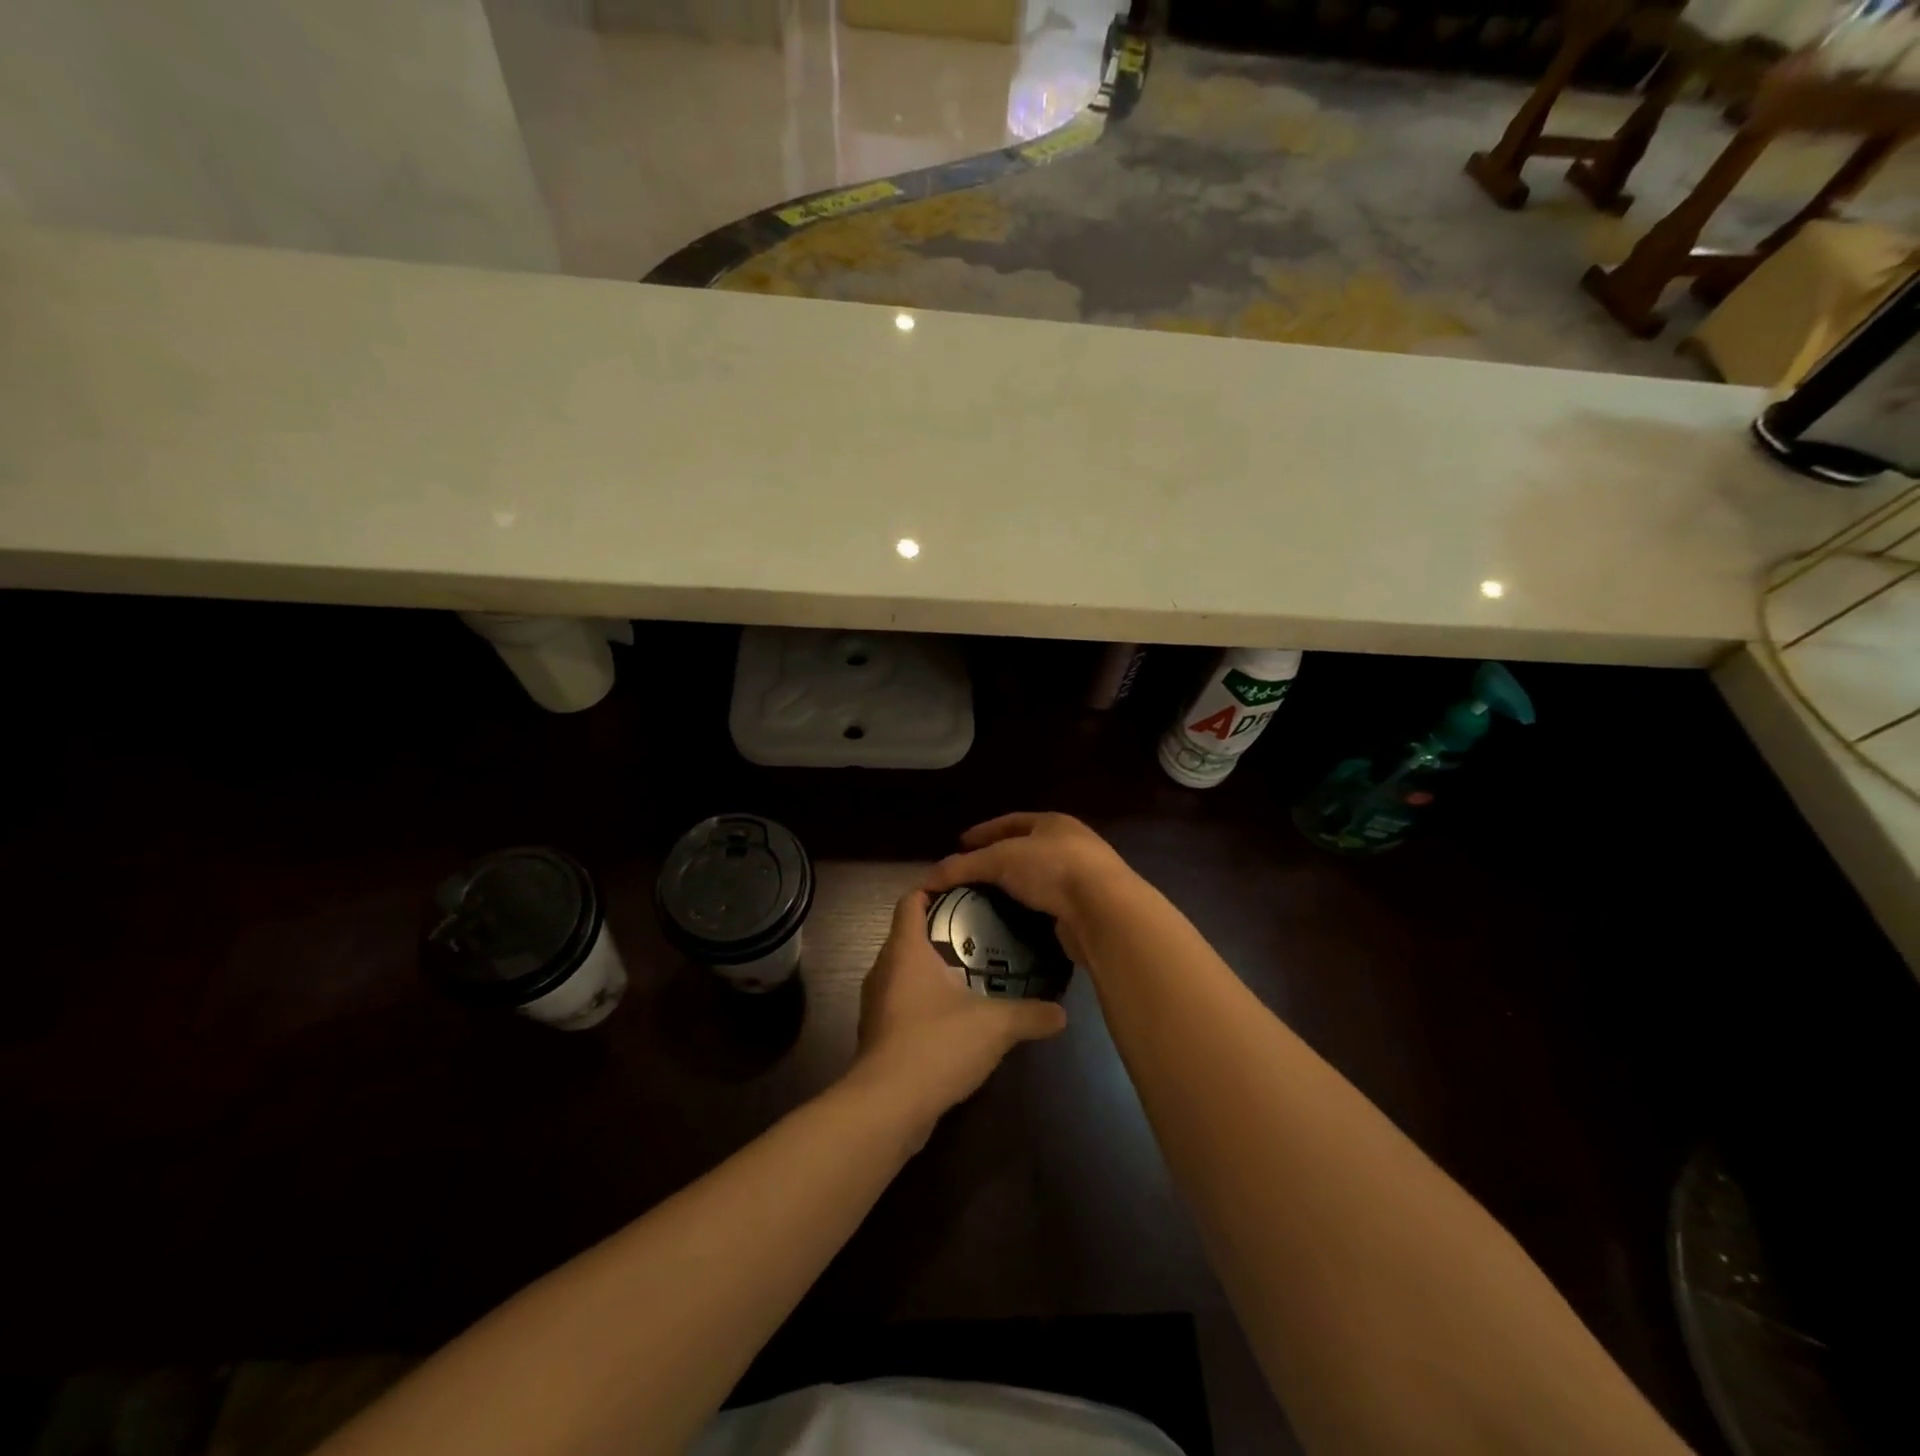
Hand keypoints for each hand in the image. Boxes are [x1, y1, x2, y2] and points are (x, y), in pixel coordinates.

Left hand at [852, 890, 1066, 1133]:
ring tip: (969, 971)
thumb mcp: (996, 1026)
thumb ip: (1030, 1014)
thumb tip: (1062, 1013)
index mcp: (906, 951)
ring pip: (902, 971)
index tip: (960, 888)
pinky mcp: (877, 1036)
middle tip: (978, 930)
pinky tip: (952, 1017)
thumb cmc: (937, 1044)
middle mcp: (883, 970)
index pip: (910, 902)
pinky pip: (900, 1003)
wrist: (888, 1106)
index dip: (931, 889)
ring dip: (930, 968)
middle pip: (906, 935)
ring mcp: (876, 1005)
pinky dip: (922, 1000)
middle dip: (938, 929)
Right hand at [923, 813, 1135, 962]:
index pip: (1010, 822)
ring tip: (984, 901)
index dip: (983, 832)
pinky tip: (1009, 922)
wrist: (1104, 910)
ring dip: (1013, 889)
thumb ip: (964, 867)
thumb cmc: (1052, 869)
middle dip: (997, 861)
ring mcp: (1081, 878)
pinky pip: (1047, 906)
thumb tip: (927, 879)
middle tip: (969, 875)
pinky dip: (1027, 912)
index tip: (960, 844)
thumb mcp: (1000, 861)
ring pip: (1037, 880)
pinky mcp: (1085, 909)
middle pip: (1025, 850)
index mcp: (1052, 823)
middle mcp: (1070, 845)